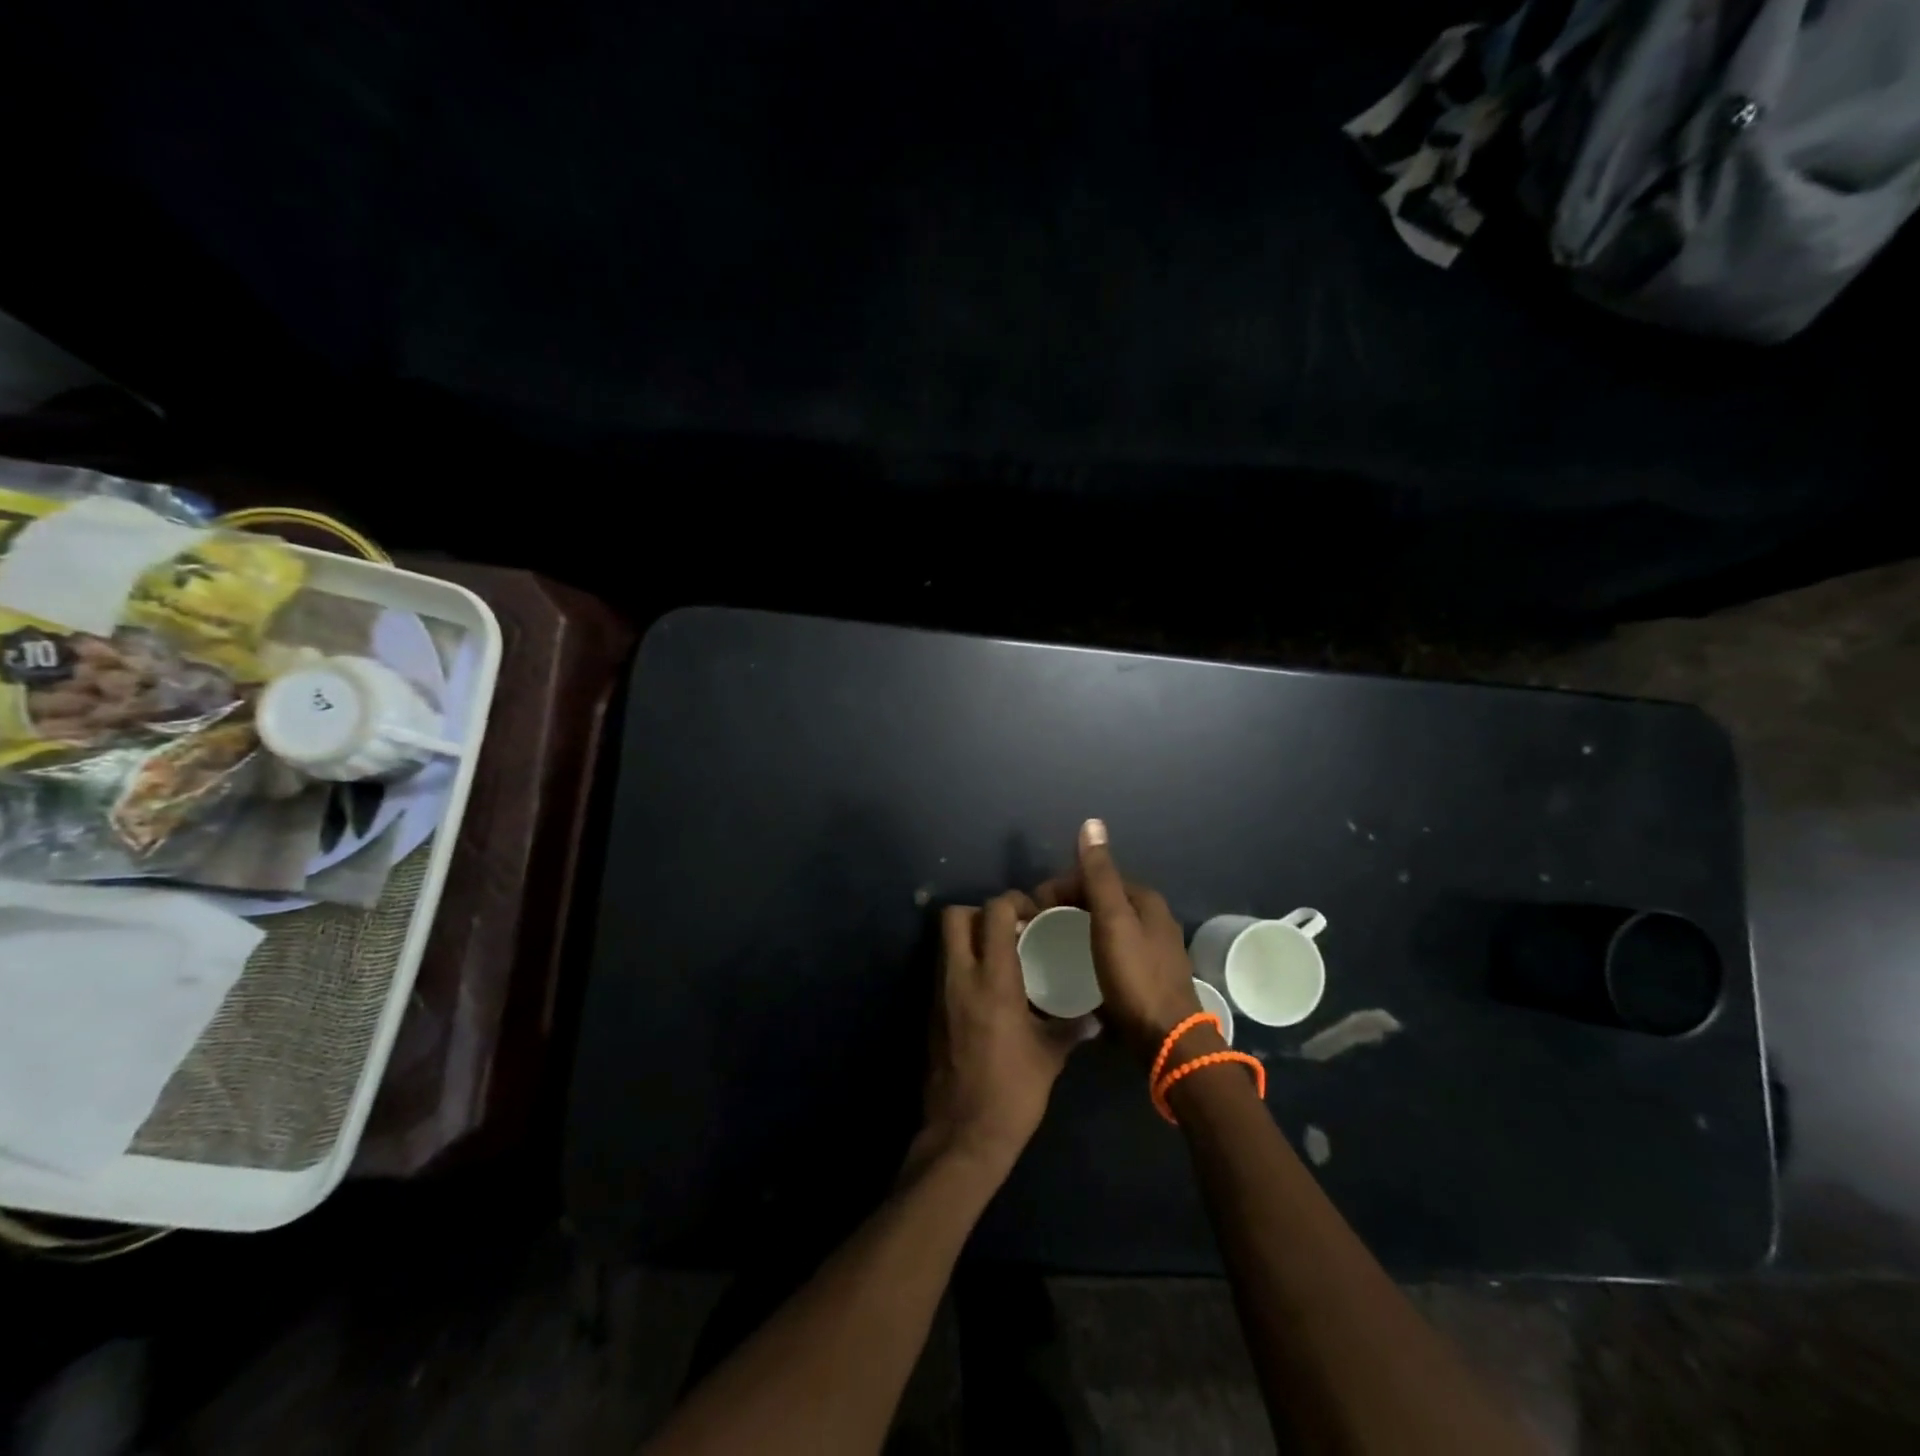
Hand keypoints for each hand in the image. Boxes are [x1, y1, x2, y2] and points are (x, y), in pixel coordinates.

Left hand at [913, 892, 1091, 1175]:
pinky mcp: (931, 1012)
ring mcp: (940, 994)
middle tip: (1010, 930)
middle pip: (955, 916)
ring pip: (946, 941)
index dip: (1013, 903)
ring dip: (970, 937)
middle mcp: (960, 977)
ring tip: (1002, 956)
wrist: (963, 1135)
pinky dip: (963, 964)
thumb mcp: (1049, 1056)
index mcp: (993, 980)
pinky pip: (944, 969)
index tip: (1034, 917)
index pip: (994, 913)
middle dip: (981, 913)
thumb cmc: (1013, 1092)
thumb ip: (1070, 1027)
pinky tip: (988, 988)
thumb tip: (1092, 1016)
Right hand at [1037, 819, 1205, 1063]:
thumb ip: (1099, 874)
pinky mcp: (1146, 977)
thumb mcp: (1112, 920)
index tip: (1032, 910)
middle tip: (1036, 929)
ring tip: (1048, 948)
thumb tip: (1091, 822)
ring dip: (1076, 930)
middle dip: (1066, 907)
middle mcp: (1152, 919)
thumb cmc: (1135, 976)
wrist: (1167, 1041)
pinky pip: (1109, 952)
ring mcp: (1151, 950)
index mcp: (1145, 900)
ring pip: (1103, 927)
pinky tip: (1073, 968)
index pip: (1094, 877)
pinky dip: (1088, 952)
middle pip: (1099, 901)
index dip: (1060, 887)